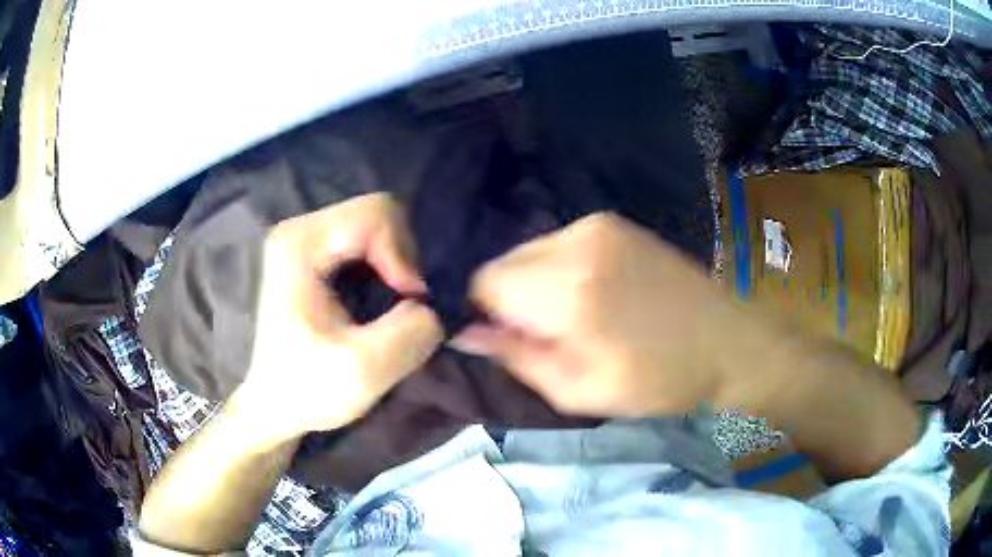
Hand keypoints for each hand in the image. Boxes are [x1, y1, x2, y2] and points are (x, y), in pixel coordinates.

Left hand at [233, 194, 442, 446]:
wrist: (271, 403)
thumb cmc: (304, 389)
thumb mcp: (362, 372)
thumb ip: (410, 334)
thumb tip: (433, 309)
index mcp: (300, 244)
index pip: (376, 216)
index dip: (405, 256)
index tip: (411, 303)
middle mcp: (301, 229)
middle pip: (378, 214)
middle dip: (404, 258)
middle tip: (410, 303)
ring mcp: (306, 240)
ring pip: (375, 228)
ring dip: (398, 264)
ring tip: (400, 304)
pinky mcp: (314, 255)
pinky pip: (366, 243)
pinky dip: (386, 268)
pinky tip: (384, 300)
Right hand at [453, 213, 739, 417]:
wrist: (729, 341)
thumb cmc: (659, 380)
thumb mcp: (579, 391)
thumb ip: (515, 357)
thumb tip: (464, 332)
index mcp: (568, 289)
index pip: (482, 282)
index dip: (481, 313)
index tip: (506, 340)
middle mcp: (577, 242)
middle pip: (503, 263)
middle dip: (509, 300)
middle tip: (546, 336)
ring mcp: (598, 224)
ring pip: (529, 253)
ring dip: (534, 286)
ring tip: (576, 318)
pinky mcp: (614, 223)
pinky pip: (559, 245)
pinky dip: (558, 271)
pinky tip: (594, 296)